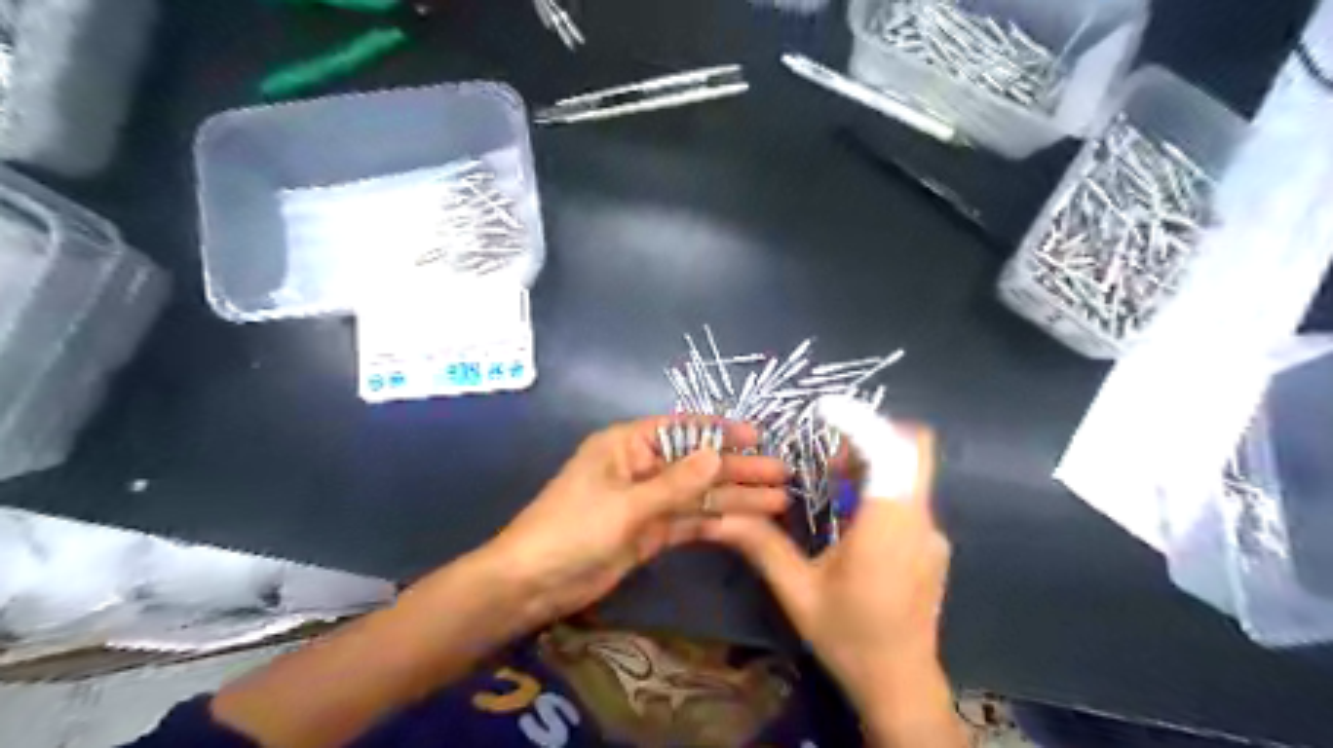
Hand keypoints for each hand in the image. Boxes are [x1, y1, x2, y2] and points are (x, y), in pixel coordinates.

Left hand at [482, 415, 783, 629]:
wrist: (532, 584)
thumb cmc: (572, 530)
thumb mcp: (626, 504)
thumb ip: (676, 483)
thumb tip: (718, 454)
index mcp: (628, 445)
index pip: (682, 430)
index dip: (721, 433)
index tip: (758, 438)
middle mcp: (641, 467)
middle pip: (697, 465)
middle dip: (738, 470)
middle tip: (782, 476)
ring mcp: (647, 501)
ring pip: (699, 496)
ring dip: (735, 499)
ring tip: (778, 502)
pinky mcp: (650, 532)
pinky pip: (690, 522)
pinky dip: (717, 524)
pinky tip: (749, 524)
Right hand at [701, 399, 965, 742]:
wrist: (901, 686)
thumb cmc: (849, 638)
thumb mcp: (798, 592)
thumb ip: (762, 546)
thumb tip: (721, 514)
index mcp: (888, 527)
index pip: (892, 451)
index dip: (860, 420)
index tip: (823, 410)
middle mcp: (920, 521)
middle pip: (909, 450)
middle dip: (867, 437)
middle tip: (825, 459)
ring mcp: (932, 532)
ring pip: (910, 471)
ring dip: (870, 463)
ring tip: (831, 488)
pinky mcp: (932, 544)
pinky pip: (909, 495)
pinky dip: (880, 487)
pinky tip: (850, 520)